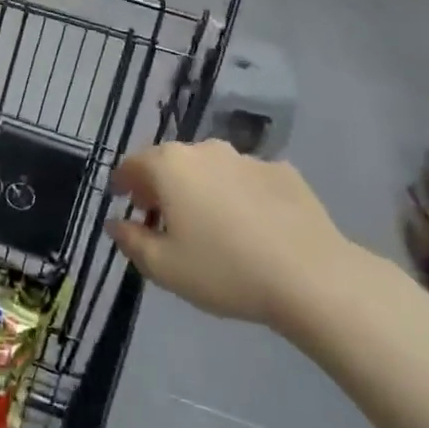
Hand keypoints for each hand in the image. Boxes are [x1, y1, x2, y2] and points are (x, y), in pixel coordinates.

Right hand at [107, 142, 358, 329]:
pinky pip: (248, 180)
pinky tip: (253, 227)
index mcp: (169, 166)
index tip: (123, 202)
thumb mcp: (164, 268)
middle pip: (171, 162)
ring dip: (202, 188)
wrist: (313, 278)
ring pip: (211, 169)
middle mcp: (205, 150)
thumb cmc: (225, 271)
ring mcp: (247, 158)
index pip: (132, 164)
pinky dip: (240, 195)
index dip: (122, 183)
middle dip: (162, 185)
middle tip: (164, 218)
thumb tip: (116, 223)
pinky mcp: (284, 172)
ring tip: (212, 225)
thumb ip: (131, 240)